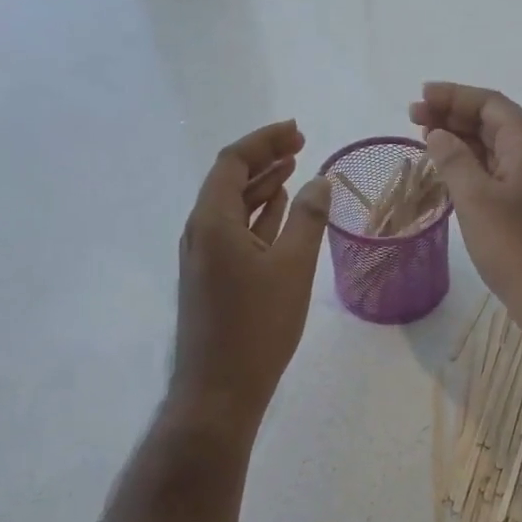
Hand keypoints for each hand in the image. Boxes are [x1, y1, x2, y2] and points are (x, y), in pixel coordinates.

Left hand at [171, 121, 331, 425]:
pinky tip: (280, 208)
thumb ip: (307, 219)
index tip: (297, 131)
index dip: (264, 141)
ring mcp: (204, 255)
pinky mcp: (213, 276)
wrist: (219, 391)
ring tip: (295, 168)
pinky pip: (235, 229)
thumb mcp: (292, 268)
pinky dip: (258, 213)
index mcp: (212, 221)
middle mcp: (200, 230)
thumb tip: (320, 181)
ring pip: (233, 205)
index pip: (233, 162)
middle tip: (300, 143)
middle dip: (264, 157)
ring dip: (262, 184)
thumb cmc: (257, 326)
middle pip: (230, 179)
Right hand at [410, 83, 521, 321]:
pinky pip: (498, 171)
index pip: (489, 103)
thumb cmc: (516, 246)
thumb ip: (454, 159)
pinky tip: (449, 170)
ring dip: (461, 139)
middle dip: (453, 115)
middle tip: (413, 118)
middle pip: (493, 121)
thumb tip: (438, 134)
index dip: (453, 96)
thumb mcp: (476, 199)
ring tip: (425, 138)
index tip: (419, 97)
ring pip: (495, 147)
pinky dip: (472, 164)